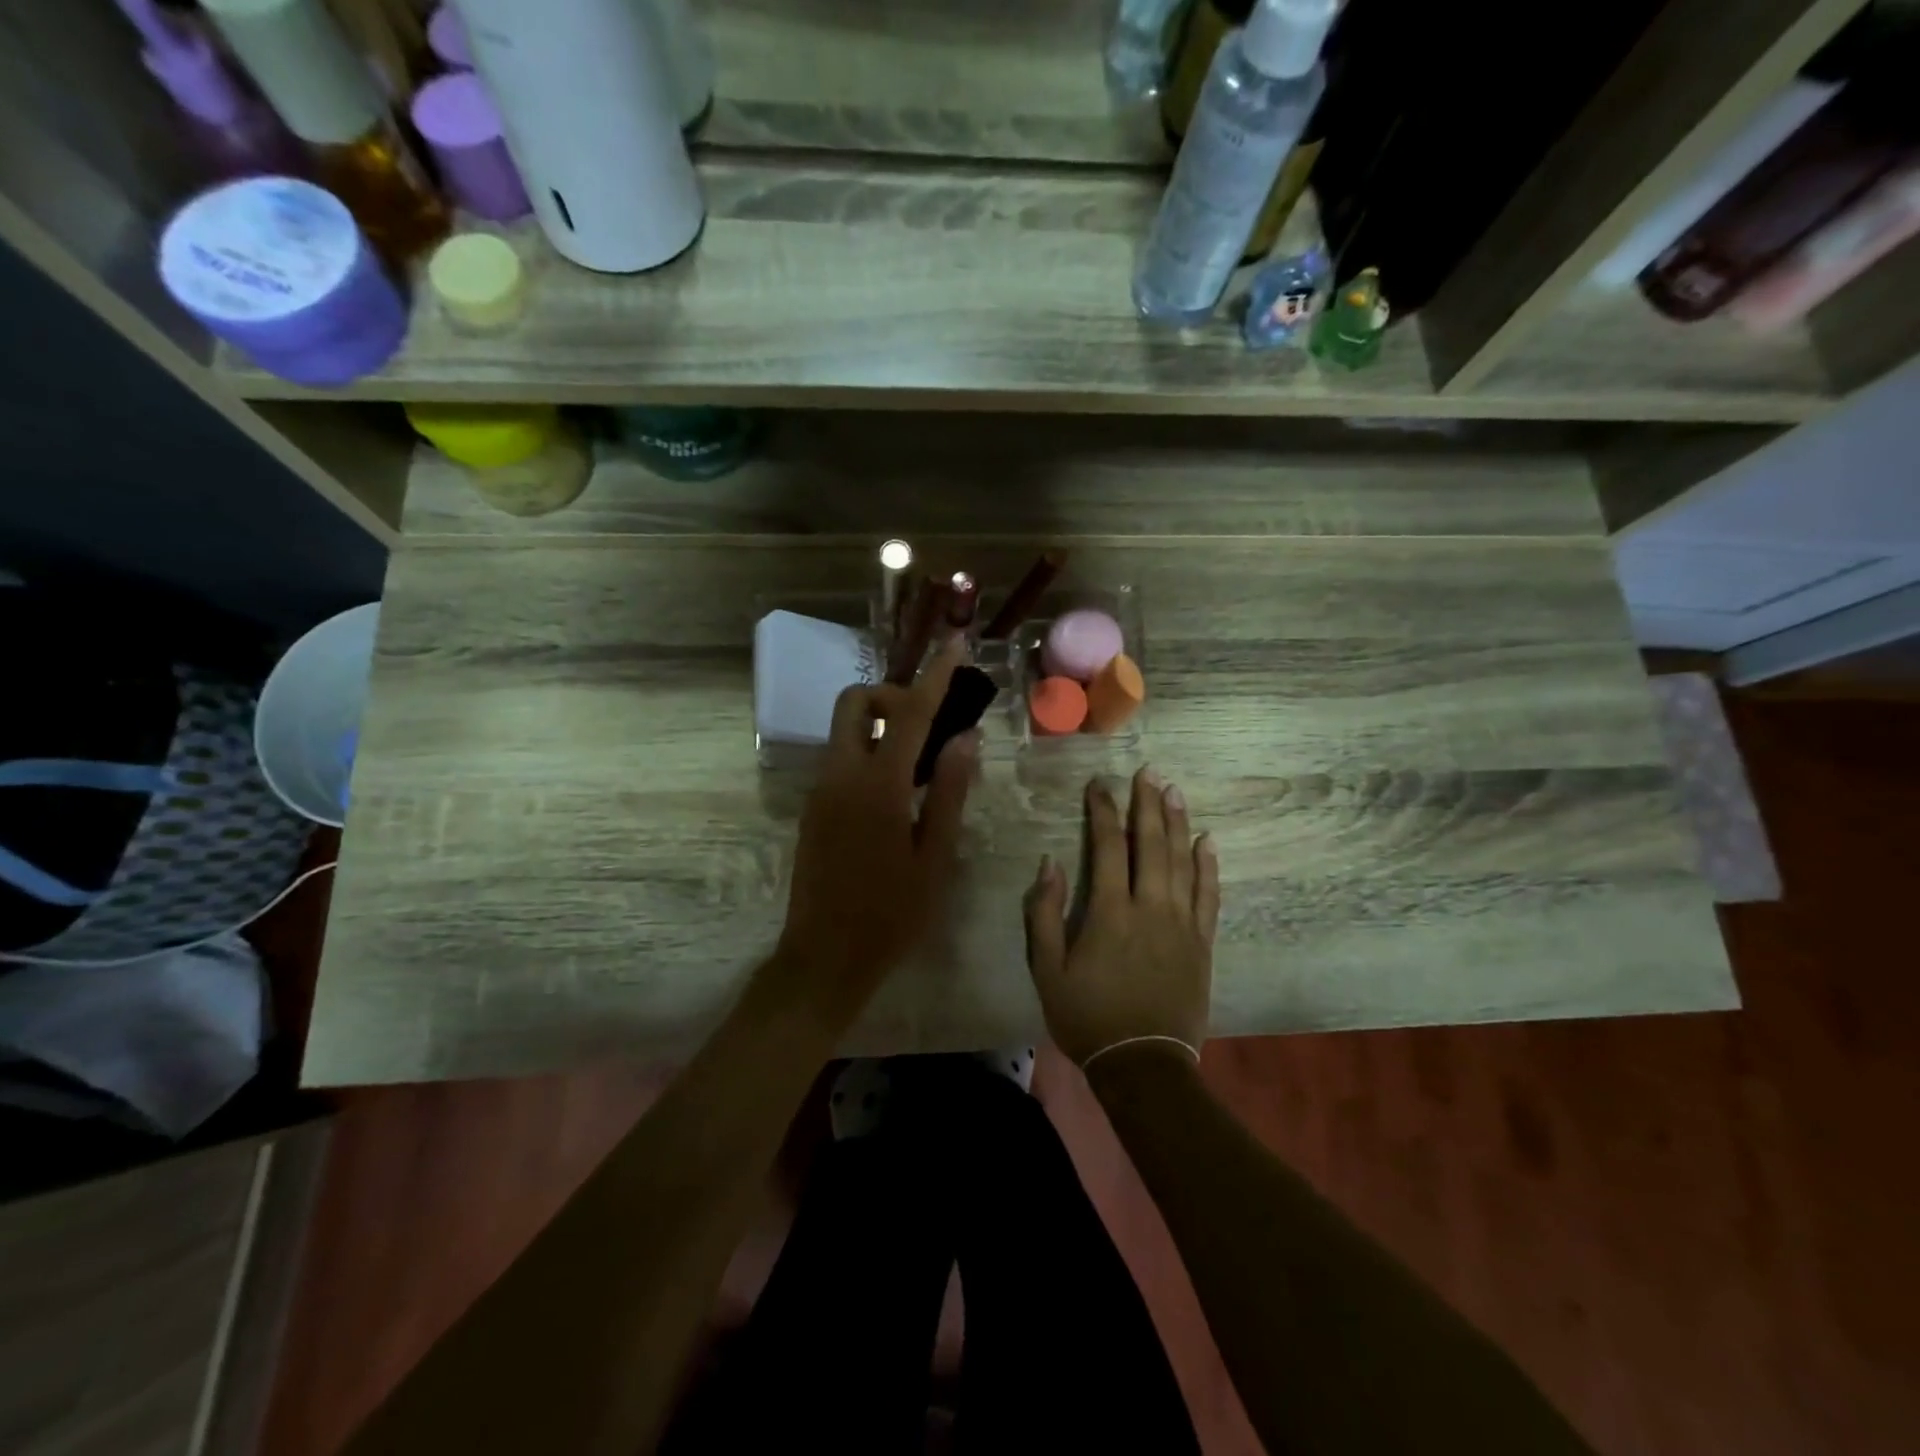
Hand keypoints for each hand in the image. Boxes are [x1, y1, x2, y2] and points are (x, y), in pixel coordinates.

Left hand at [776, 638, 976, 1016]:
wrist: (824, 958)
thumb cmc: (892, 914)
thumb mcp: (935, 856)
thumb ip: (950, 791)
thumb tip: (965, 737)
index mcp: (878, 786)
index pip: (909, 712)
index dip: (935, 675)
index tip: (955, 644)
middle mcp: (841, 776)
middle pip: (855, 703)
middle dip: (891, 695)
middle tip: (928, 725)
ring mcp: (820, 791)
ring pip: (845, 730)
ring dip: (880, 725)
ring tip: (921, 761)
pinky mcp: (812, 808)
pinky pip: (841, 759)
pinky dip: (869, 753)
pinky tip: (897, 792)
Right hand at [1024, 768, 1218, 1066]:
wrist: (1144, 1064)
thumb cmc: (1088, 1016)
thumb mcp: (1048, 969)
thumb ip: (1045, 913)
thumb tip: (1049, 863)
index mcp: (1110, 911)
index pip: (1108, 846)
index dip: (1103, 811)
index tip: (1098, 784)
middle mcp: (1150, 907)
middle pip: (1152, 844)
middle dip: (1148, 804)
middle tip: (1149, 772)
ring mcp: (1182, 923)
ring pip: (1182, 861)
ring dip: (1178, 823)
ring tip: (1175, 791)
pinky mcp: (1202, 942)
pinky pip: (1209, 895)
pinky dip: (1209, 866)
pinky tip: (1208, 841)